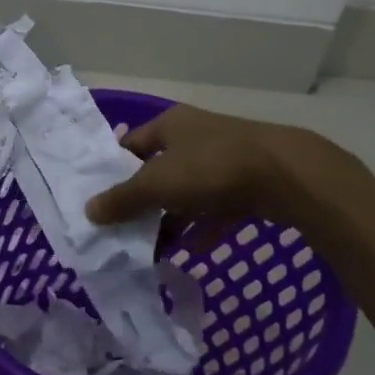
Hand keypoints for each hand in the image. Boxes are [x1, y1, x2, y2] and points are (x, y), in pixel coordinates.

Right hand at [85, 104, 360, 240]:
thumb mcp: (157, 183)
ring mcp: (224, 160)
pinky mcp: (247, 184)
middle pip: (159, 170)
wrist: (285, 175)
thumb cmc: (210, 168)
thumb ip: (122, 199)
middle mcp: (195, 136)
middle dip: (143, 201)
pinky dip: (203, 226)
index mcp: (170, 125)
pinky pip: (216, 208)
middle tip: (123, 230)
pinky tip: (193, 249)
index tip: (100, 199)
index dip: (113, 170)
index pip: (131, 145)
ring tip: (152, 248)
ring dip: (172, 218)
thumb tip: (89, 210)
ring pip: (188, 191)